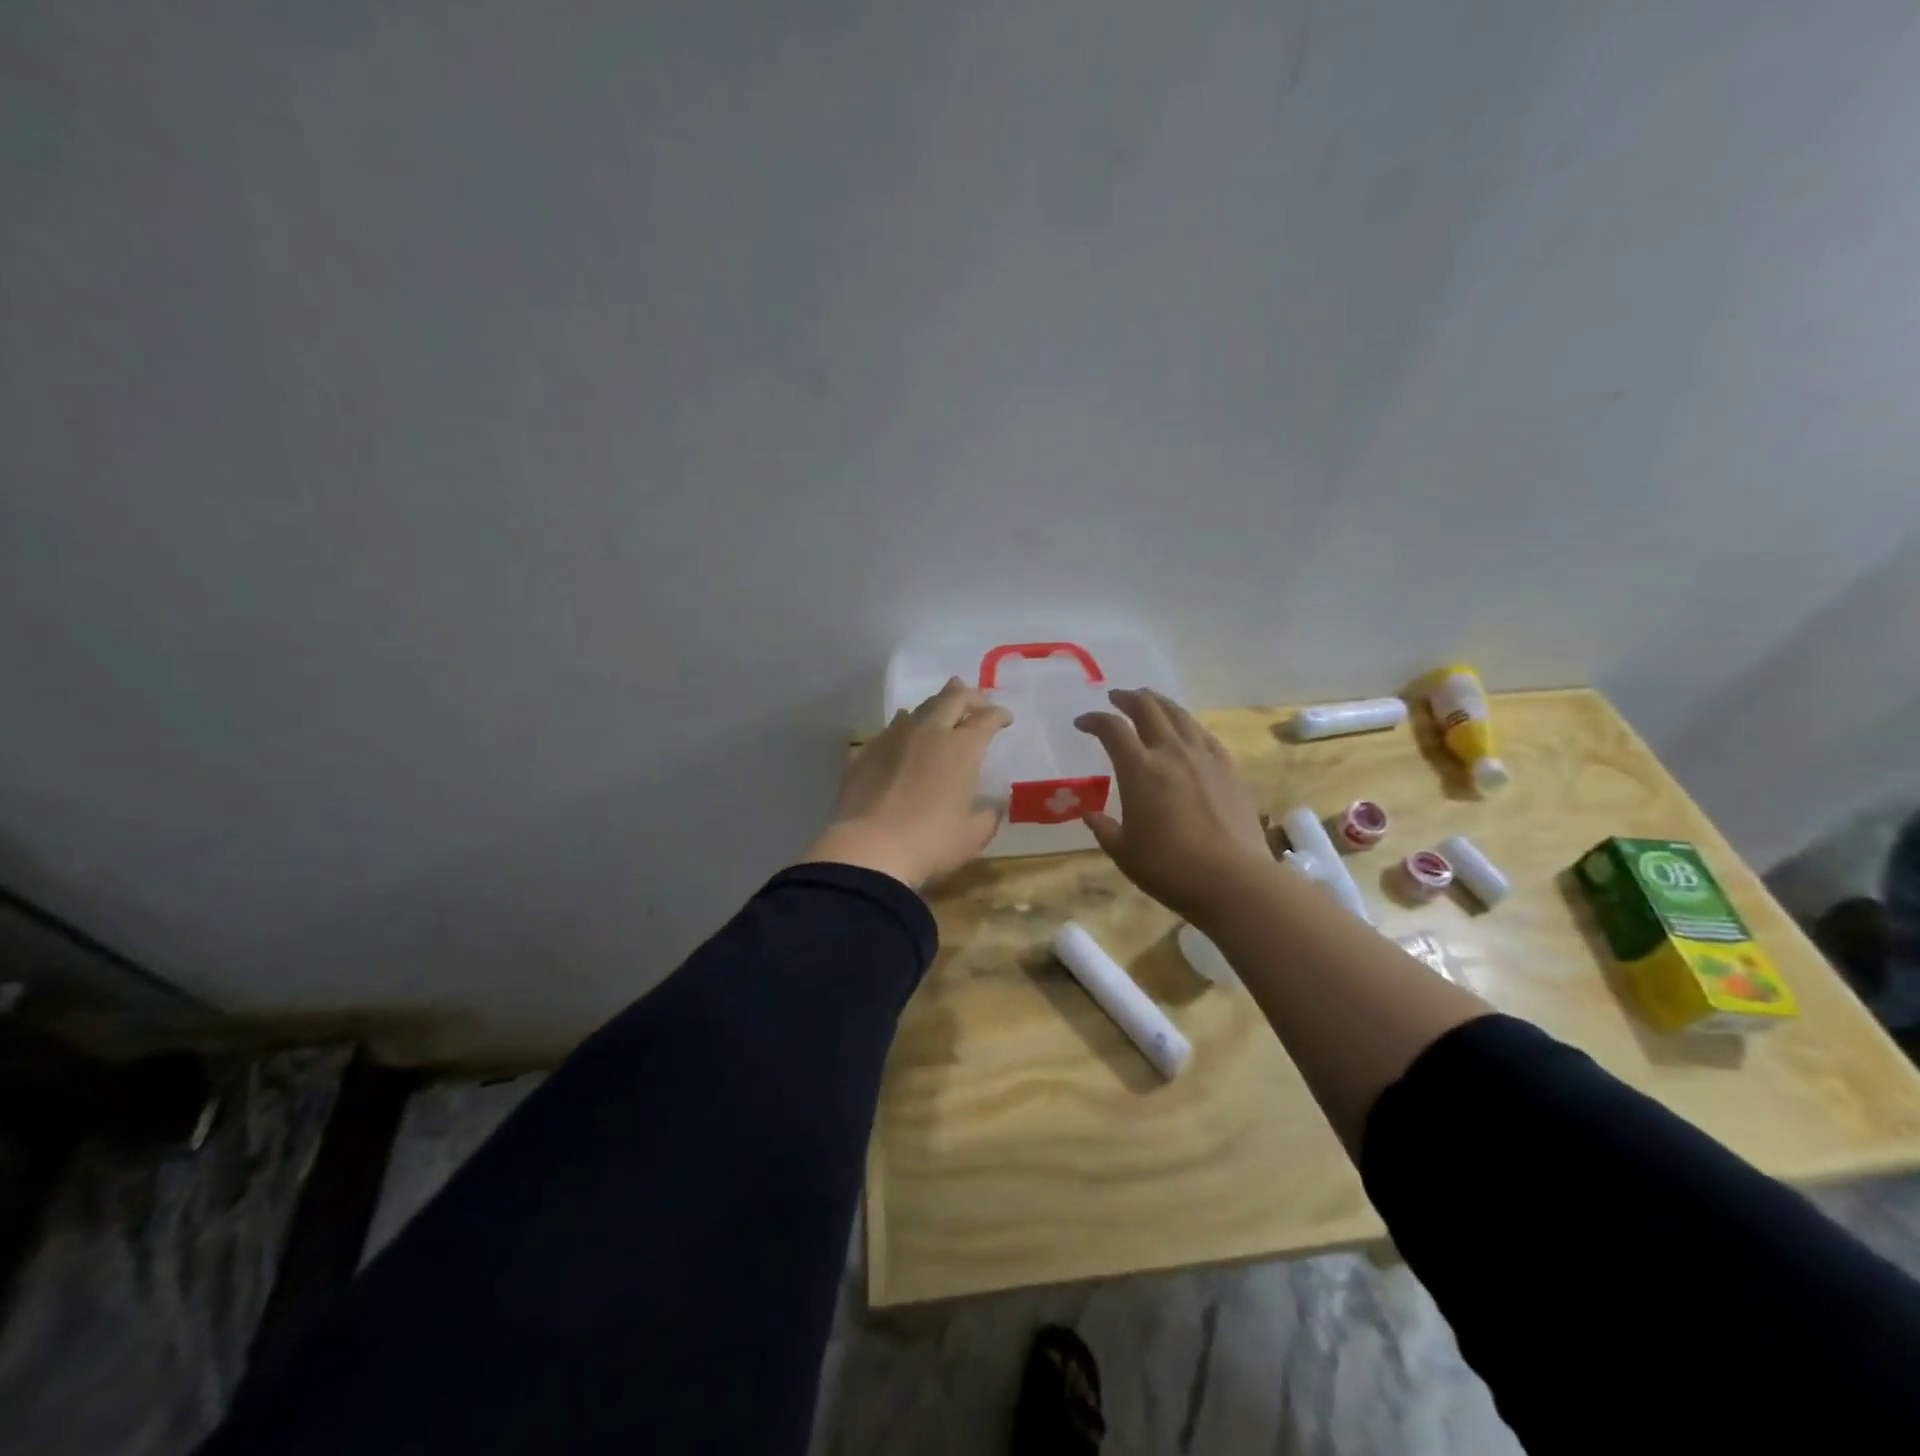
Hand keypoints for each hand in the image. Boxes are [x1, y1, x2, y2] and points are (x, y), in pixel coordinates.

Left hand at [800, 678, 1012, 888]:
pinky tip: (905, 729)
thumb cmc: (930, 843)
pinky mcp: (868, 750)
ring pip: (920, 708)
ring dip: (938, 704)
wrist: (868, 849)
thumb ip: (988, 817)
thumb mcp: (972, 836)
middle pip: (952, 699)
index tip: (1006, 719)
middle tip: (978, 700)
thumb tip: (993, 807)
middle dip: (970, 696)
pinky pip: (893, 726)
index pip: (986, 719)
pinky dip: (907, 722)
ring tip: (944, 707)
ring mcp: (895, 738)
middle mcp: (929, 732)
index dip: (999, 715)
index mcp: (961, 749)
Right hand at [1075, 688, 1273, 922]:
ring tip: (1149, 703)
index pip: (1112, 728)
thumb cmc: (1169, 868)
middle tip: (1116, 698)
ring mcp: (1204, 757)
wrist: (1233, 880)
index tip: (1082, 722)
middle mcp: (1171, 752)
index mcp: (1140, 769)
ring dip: (1159, 703)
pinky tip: (1185, 732)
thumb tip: (1090, 814)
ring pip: (1179, 714)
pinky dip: (1187, 724)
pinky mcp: (1228, 768)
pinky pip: (1203, 734)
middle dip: (1127, 698)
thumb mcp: (1124, 852)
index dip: (1094, 720)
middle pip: (1148, 708)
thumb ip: (1104, 828)